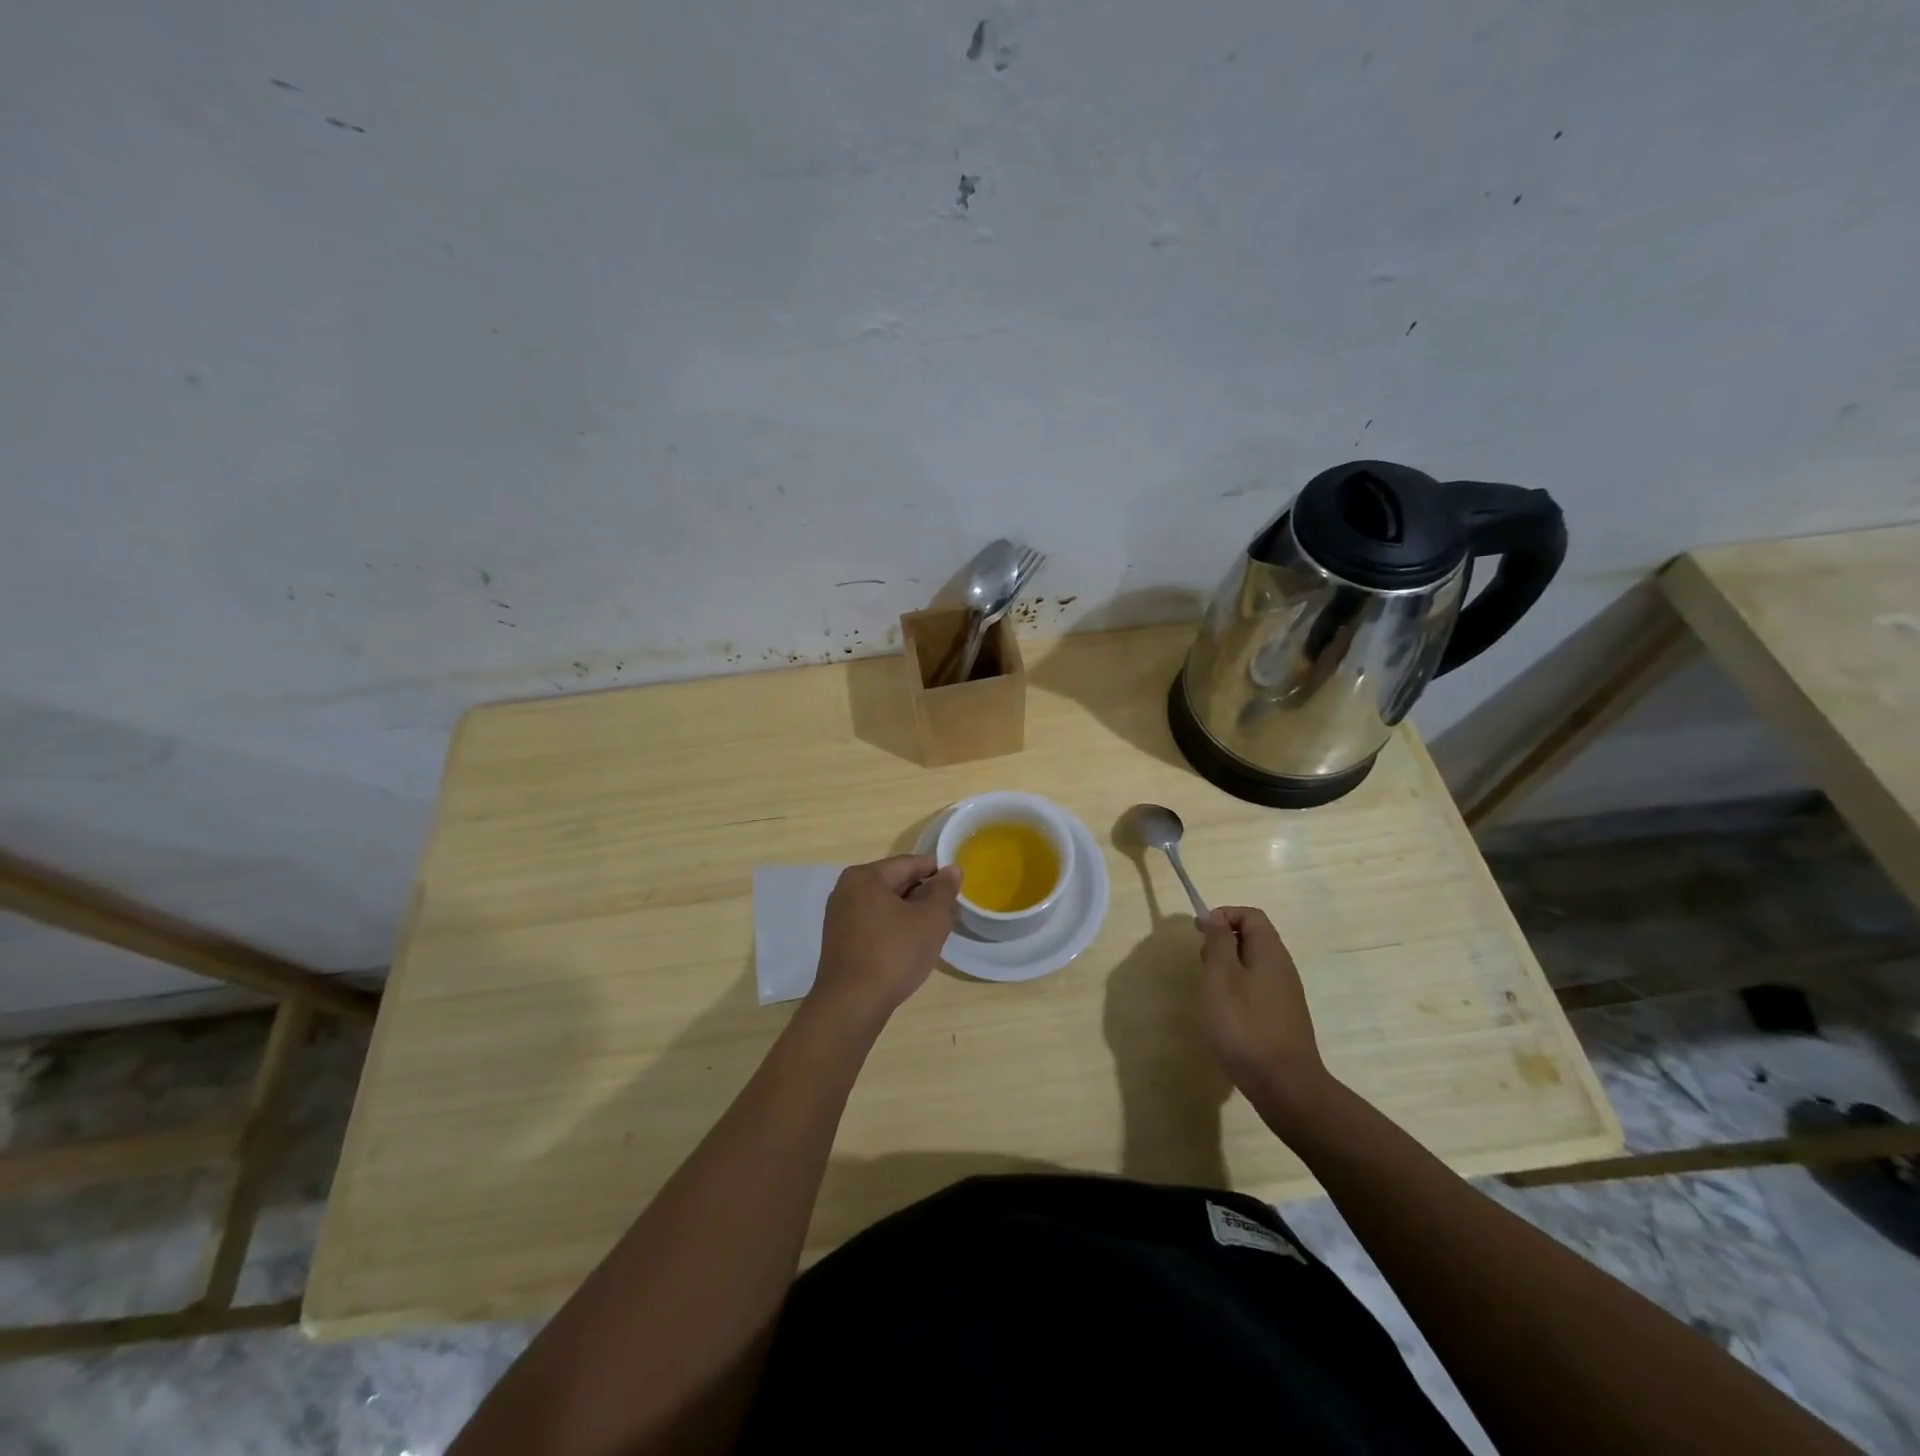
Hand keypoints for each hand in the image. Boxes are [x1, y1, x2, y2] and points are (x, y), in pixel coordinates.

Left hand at [811, 854, 959, 1022]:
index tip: (957, 886)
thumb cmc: (894, 955)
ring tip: (931, 929)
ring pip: (884, 903)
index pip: (910, 863)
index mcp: (866, 876)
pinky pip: (872, 921)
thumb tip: (951, 870)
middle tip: (947, 911)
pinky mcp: (838, 939)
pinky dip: (892, 926)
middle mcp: (847, 889)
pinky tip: (907, 944)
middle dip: (922, 893)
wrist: (851, 1004)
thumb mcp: (930, 920)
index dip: (937, 872)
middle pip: (894, 881)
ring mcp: (839, 914)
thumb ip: (943, 890)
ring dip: (908, 912)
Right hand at [1197, 906, 1330, 1124]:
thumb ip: (1218, 942)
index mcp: (1270, 952)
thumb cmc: (1244, 1025)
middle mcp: (1282, 968)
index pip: (1251, 915)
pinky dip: (1236, 990)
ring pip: (1252, 965)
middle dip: (1222, 942)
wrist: (1283, 1085)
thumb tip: (1215, 918)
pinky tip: (1224, 1015)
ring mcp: (1285, 995)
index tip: (1199, 933)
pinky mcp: (1281, 1018)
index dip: (1223, 915)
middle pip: (1253, 938)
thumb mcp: (1221, 976)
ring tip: (1209, 991)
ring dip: (1227, 968)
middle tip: (1202, 965)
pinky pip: (1256, 989)